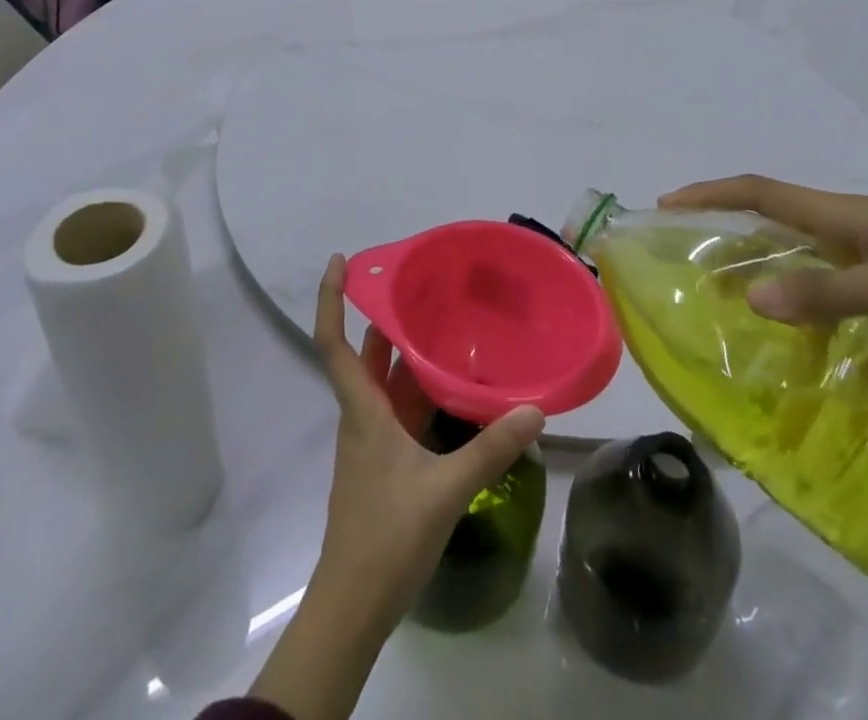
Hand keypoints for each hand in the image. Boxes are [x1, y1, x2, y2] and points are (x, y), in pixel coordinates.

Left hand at [309, 255, 543, 632]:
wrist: (353, 606)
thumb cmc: (386, 537)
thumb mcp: (444, 490)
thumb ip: (490, 449)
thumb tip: (535, 410)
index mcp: (362, 411)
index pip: (334, 344)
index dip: (332, 300)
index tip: (341, 262)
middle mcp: (362, 417)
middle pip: (365, 356)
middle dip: (385, 318)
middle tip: (419, 284)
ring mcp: (371, 442)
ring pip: (385, 383)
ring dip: (405, 353)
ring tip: (442, 322)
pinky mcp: (384, 463)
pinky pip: (400, 411)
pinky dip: (418, 390)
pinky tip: (450, 387)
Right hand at [660, 176, 867, 347]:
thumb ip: (824, 294)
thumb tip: (748, 296)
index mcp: (841, 216)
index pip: (758, 192)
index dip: (709, 193)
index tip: (665, 205)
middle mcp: (851, 229)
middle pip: (777, 227)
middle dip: (731, 242)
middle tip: (695, 275)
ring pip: (814, 269)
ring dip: (782, 291)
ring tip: (753, 329)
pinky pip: (856, 304)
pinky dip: (839, 330)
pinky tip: (839, 373)